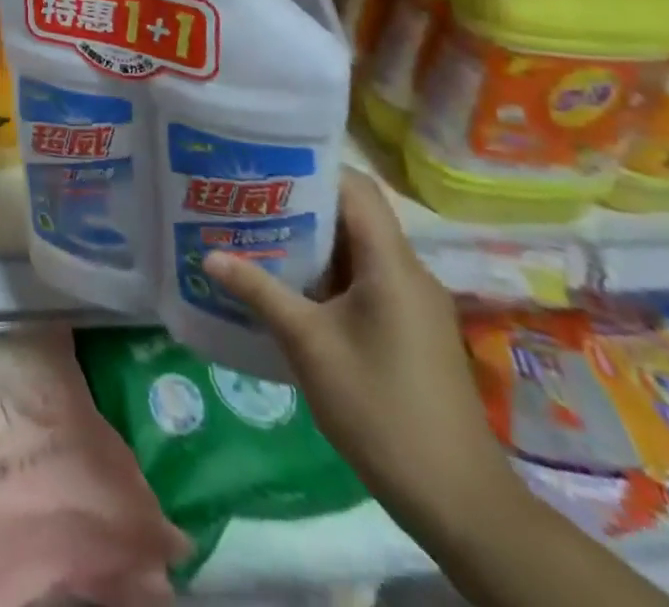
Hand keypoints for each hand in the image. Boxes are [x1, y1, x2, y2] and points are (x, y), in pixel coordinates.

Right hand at [202, 169, 516, 534]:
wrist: (459, 502)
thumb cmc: (381, 408)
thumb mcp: (309, 346)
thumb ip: (260, 292)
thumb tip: (209, 256)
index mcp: (392, 264)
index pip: (355, 188)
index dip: (311, 168)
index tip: (262, 166)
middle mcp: (407, 272)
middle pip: (353, 216)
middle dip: (298, 204)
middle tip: (245, 199)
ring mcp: (411, 304)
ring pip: (355, 251)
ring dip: (309, 242)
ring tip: (254, 235)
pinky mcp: (408, 330)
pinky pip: (363, 282)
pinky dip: (325, 275)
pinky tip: (285, 287)